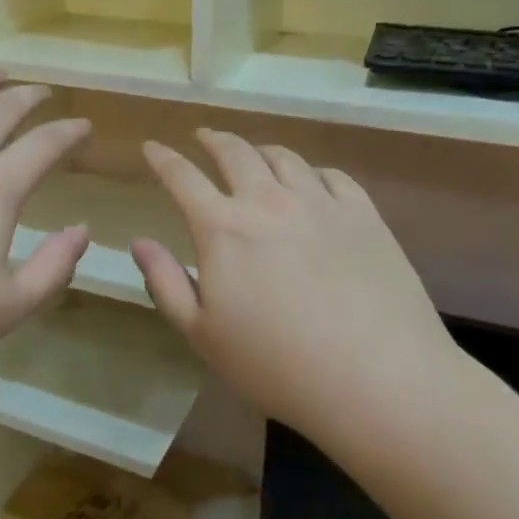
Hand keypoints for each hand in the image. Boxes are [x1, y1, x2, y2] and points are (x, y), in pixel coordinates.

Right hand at [131, 130, 460, 438]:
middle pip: (234, 152)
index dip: (162, 158)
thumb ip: (165, 282)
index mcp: (223, 228)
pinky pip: (331, 175)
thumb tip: (139, 241)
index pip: (182, 177)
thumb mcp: (202, 334)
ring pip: (283, 157)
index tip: (152, 147)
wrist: (379, 381)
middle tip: (203, 137)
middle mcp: (268, 201)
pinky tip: (311, 181)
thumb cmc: (277, 365)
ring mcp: (320, 203)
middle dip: (212, 140)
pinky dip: (311, 171)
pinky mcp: (364, 215)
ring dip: (259, 149)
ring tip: (254, 154)